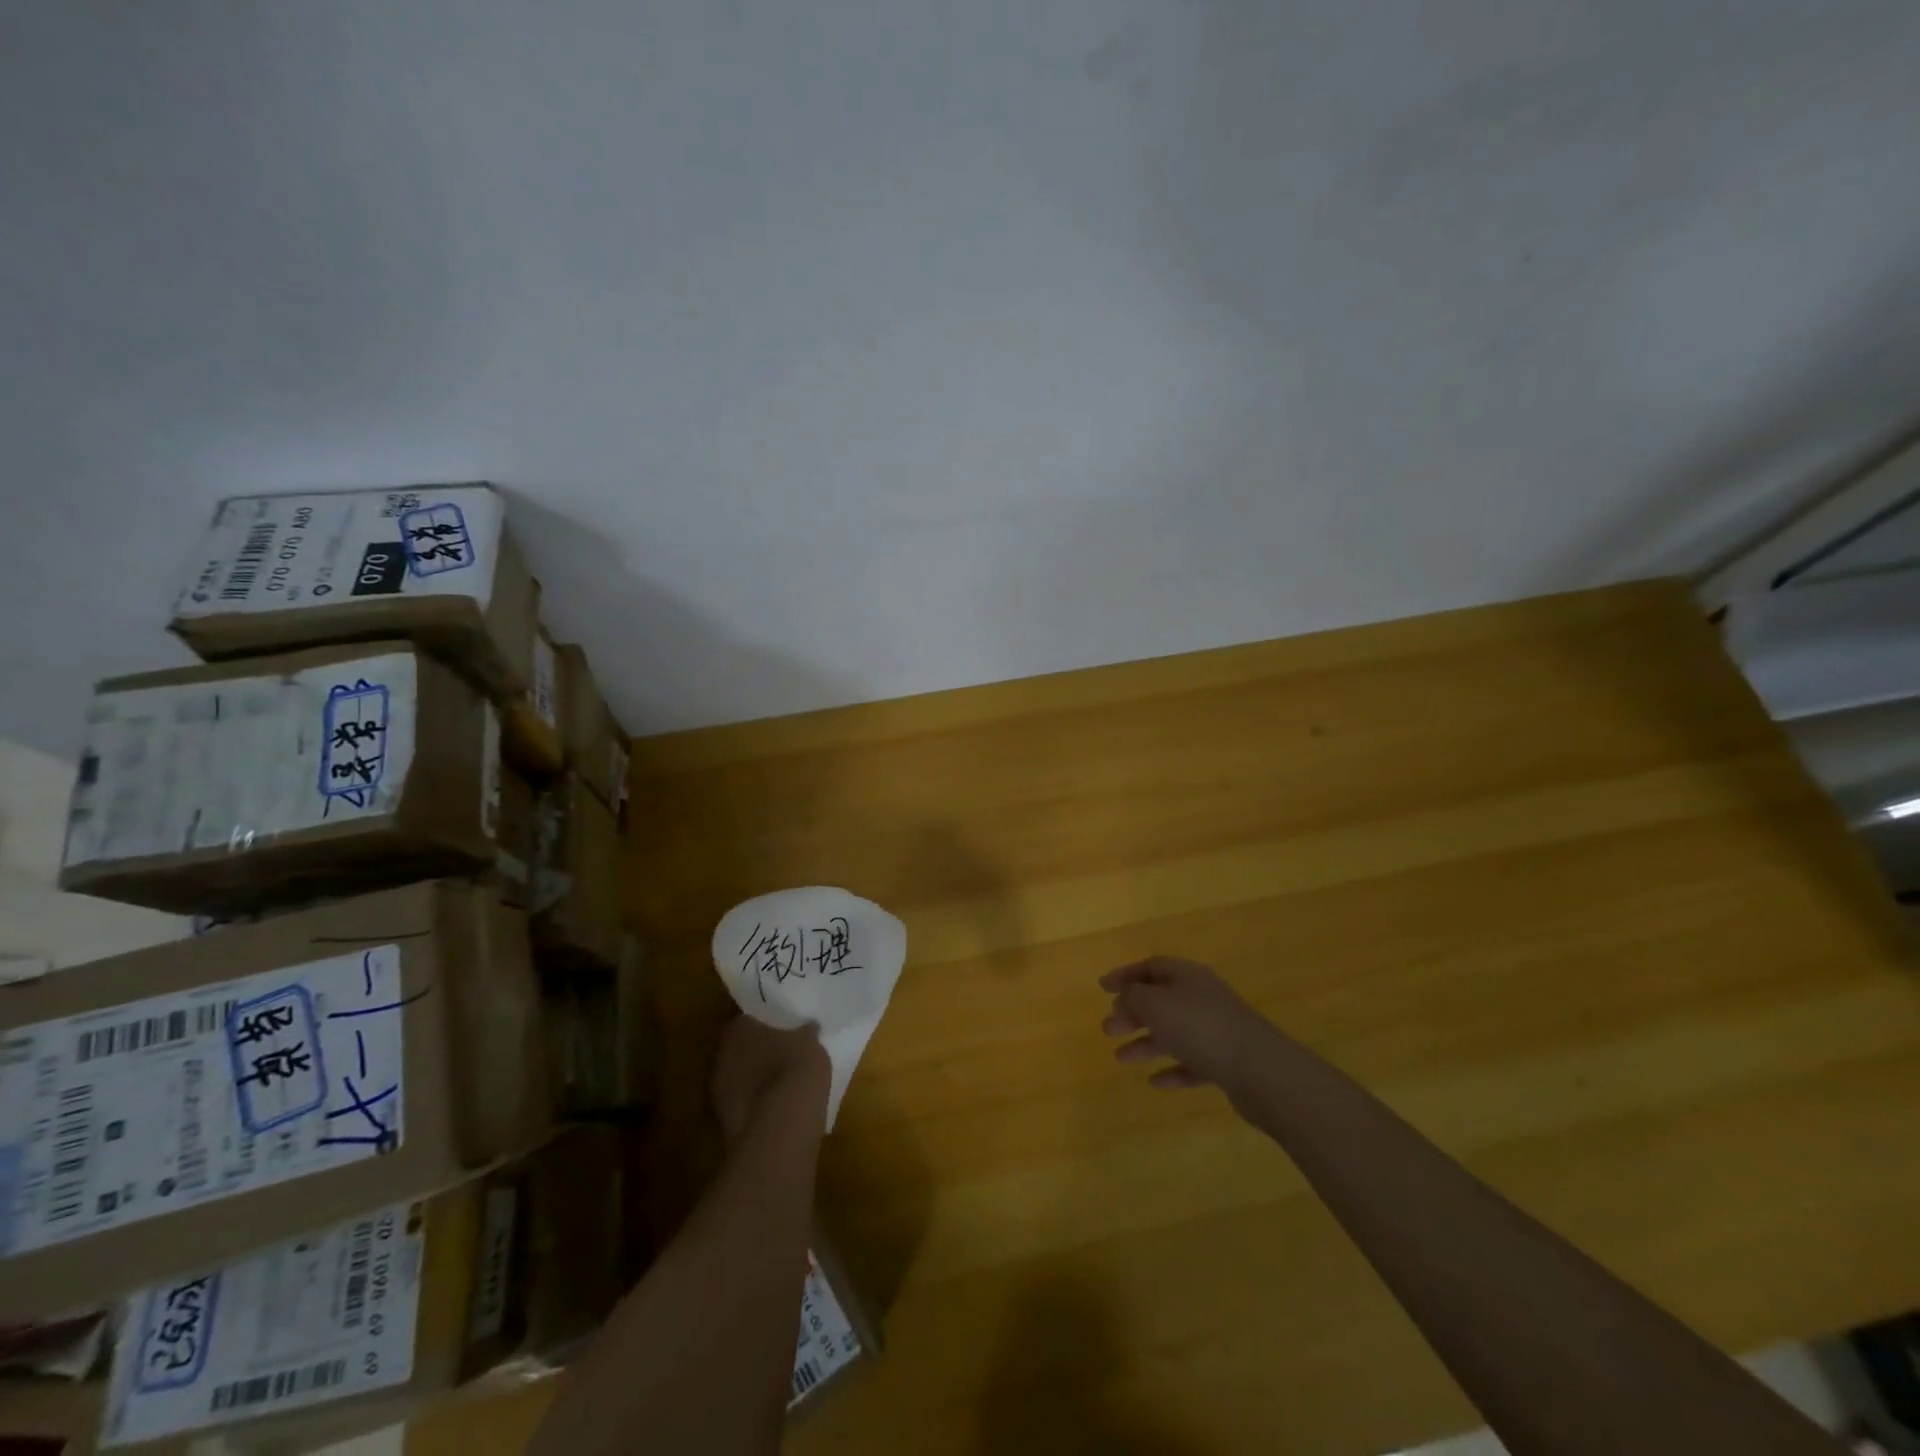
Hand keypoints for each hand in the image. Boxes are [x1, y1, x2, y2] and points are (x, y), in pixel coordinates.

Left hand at [711, 1015, 830, 1144]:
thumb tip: (808, 1027)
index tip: (784, 1027)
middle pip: (741, 1048)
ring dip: (757, 1079)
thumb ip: (805, 1033)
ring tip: (783, 1082)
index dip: (767, 1023)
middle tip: (784, 1052)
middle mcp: (721, 1056)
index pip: (750, 1018)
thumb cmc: (794, 1069)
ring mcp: (719, 1092)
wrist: (780, 1128)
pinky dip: (758, 1104)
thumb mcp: (810, 1042)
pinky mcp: (726, 1122)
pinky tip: (779, 1107)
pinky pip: (745, 1103)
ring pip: (741, 1077)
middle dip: (760, 1051)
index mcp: (738, 1029)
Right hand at [1101, 956, 1273, 1096]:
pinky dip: (1172, 1069)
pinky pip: (1192, 1062)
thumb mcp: (1155, 1003)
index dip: (1125, 975)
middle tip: (1107, 1029)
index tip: (1102, 988)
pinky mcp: (1226, 1061)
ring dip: (1146, 1043)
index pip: (1151, 967)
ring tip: (1120, 1058)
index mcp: (1187, 976)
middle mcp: (1202, 997)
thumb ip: (1134, 996)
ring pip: (1173, 1032)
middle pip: (1160, 1000)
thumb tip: (1126, 995)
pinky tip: (1155, 1082)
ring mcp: (1216, 1030)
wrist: (1259, 1069)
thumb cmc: (1199, 1027)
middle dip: (1132, 1014)